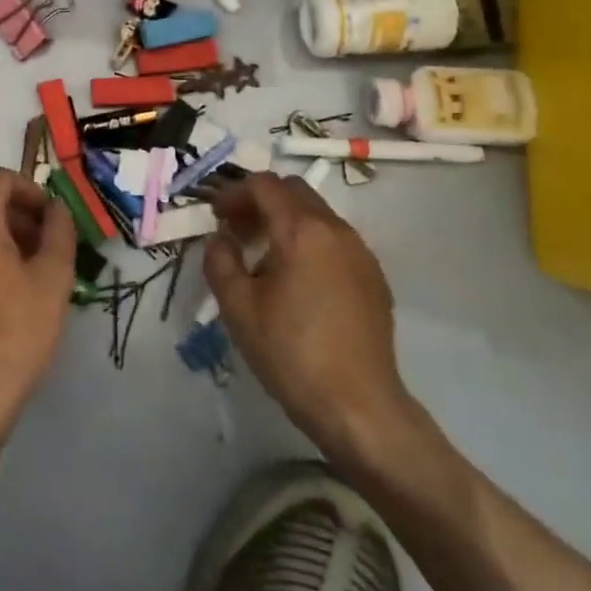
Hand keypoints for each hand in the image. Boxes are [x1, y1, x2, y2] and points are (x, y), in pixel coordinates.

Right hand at [206, 173, 416, 475]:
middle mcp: (336, 230)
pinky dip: (309, 242)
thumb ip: (220, 260)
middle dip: (261, 201)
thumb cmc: (290, 352)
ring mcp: (361, 253)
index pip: (265, 185)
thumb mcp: (237, 307)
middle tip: (237, 230)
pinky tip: (297, 281)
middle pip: (294, 191)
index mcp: (301, 231)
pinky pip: (335, 240)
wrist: (357, 405)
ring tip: (263, 257)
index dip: (234, 193)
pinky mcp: (374, 277)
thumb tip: (221, 238)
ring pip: (317, 214)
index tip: (216, 216)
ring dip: (286, 221)